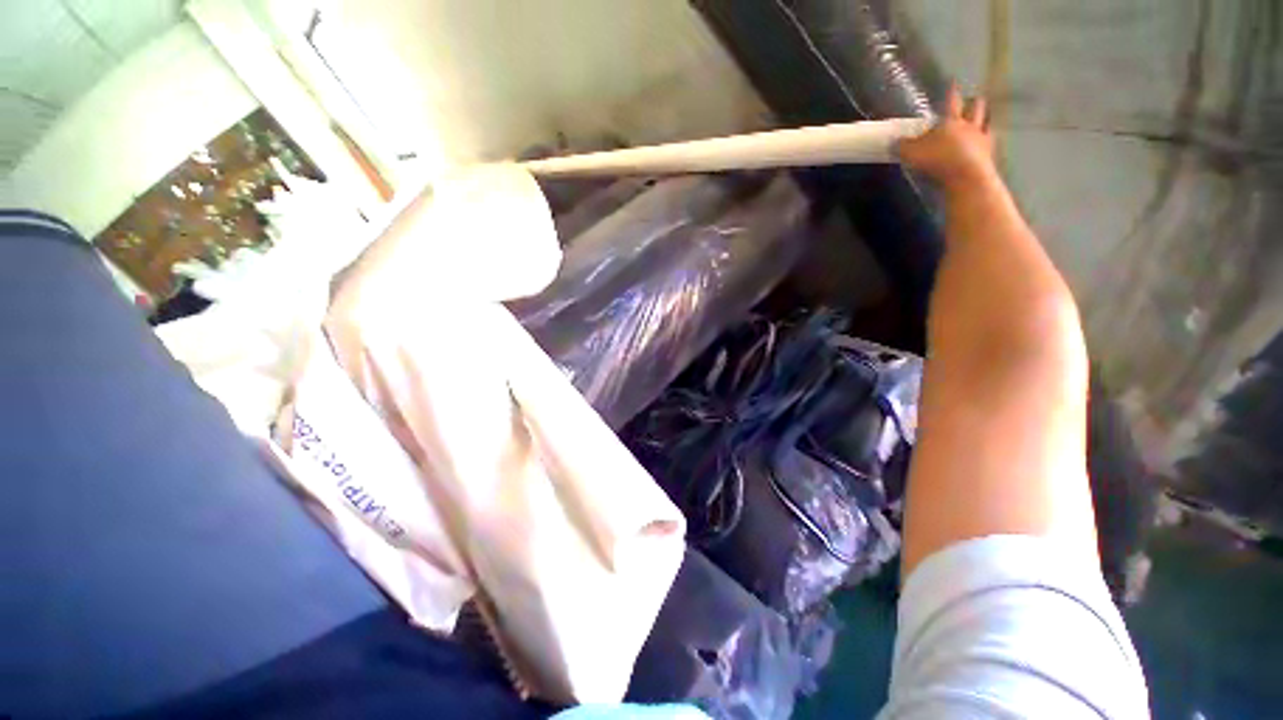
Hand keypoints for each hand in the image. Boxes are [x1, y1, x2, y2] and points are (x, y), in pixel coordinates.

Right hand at [898, 87, 996, 189]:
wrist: (965, 177)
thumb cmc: (937, 160)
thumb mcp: (911, 153)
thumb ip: (903, 146)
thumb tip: (896, 141)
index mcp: (950, 121)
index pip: (950, 101)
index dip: (951, 91)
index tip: (953, 82)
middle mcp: (969, 125)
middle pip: (976, 107)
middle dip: (973, 103)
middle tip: (973, 99)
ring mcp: (982, 139)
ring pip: (986, 123)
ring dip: (984, 120)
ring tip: (982, 121)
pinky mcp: (989, 155)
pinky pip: (989, 144)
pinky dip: (986, 142)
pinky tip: (983, 145)